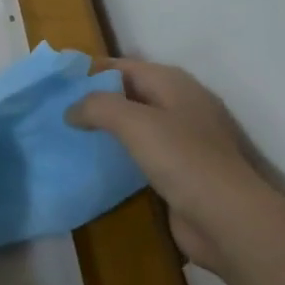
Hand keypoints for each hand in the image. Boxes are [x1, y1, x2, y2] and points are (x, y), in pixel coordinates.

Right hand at [68, 59, 284, 273]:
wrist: (227, 218)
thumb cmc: (182, 159)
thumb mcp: (134, 123)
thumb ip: (98, 107)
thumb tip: (71, 110)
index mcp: (173, 84)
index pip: (125, 66)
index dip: (91, 71)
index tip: (57, 83)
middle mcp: (180, 105)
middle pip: (130, 94)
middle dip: (96, 100)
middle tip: (58, 111)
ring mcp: (184, 139)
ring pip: (136, 125)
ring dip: (107, 129)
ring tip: (70, 136)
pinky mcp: (181, 170)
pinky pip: (143, 153)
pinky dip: (120, 154)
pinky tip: (97, 163)